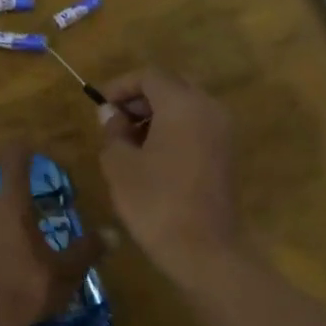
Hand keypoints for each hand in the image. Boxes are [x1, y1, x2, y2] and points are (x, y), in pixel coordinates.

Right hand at [96, 68, 239, 282]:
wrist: (204, 249)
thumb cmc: (156, 203)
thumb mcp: (120, 166)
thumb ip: (112, 132)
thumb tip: (110, 114)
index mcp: (183, 103)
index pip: (149, 76)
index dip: (120, 86)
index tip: (99, 105)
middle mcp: (208, 108)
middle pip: (171, 86)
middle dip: (140, 99)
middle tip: (113, 122)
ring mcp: (222, 131)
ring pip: (185, 107)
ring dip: (156, 116)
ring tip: (128, 142)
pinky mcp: (226, 154)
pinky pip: (196, 127)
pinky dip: (173, 131)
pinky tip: (151, 157)